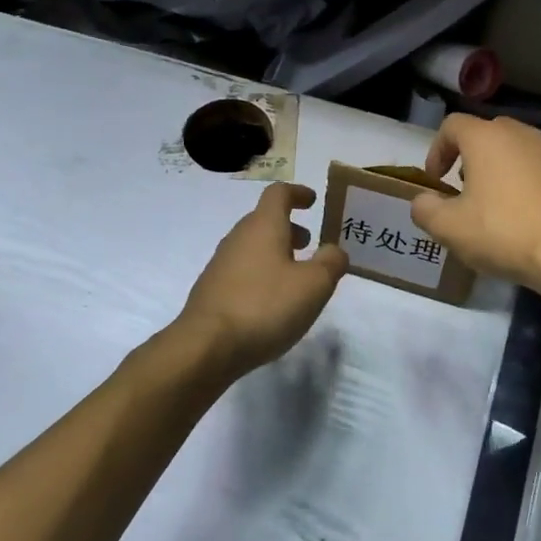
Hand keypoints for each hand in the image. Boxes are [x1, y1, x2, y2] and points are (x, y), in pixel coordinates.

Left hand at [179, 183, 346, 379]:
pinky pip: (242, 271)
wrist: (206, 347)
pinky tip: (271, 301)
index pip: (278, 193)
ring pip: (252, 246)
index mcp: (263, 226)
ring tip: (295, 275)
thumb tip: (334, 250)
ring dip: (275, 252)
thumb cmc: (265, 306)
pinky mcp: (212, 291)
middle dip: (289, 227)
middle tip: (310, 243)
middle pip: (264, 220)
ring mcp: (220, 264)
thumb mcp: (314, 285)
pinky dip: (261, 274)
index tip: (313, 201)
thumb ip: (331, 262)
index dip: (298, 193)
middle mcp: (238, 238)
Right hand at [410, 115, 540, 290]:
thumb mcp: (450, 229)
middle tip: (467, 192)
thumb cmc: (505, 233)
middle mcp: (523, 133)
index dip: (438, 150)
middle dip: (473, 159)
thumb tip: (422, 201)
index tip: (436, 180)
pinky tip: (536, 217)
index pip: (453, 125)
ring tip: (503, 206)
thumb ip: (426, 210)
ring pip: (522, 151)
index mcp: (487, 138)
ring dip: (506, 171)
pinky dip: (536, 185)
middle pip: (489, 134)